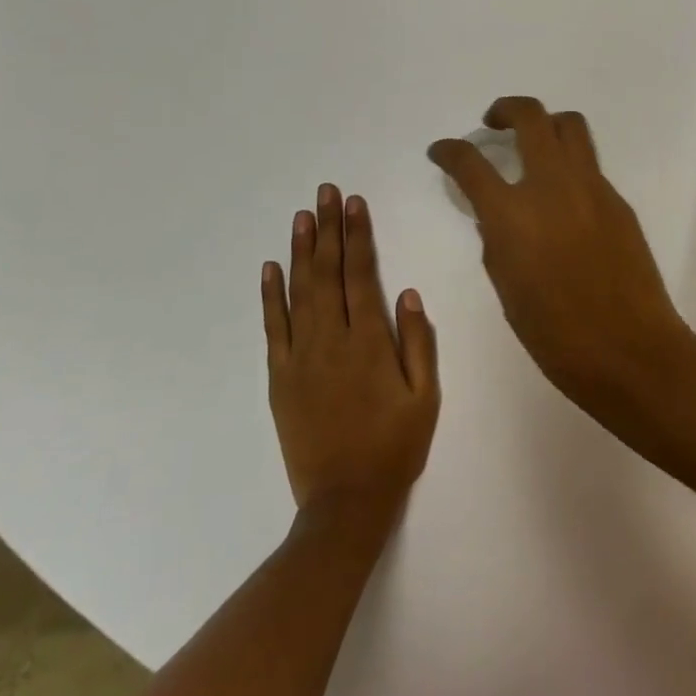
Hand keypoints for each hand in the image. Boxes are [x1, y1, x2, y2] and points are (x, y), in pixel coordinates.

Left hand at [262, 185, 438, 531]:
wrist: (344, 503)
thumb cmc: (394, 447)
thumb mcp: (425, 397)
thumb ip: (419, 342)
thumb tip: (409, 293)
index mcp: (369, 342)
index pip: (361, 274)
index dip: (357, 235)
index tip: (354, 203)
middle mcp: (331, 340)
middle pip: (328, 272)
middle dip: (328, 229)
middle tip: (325, 192)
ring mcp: (300, 357)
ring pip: (299, 292)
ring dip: (301, 251)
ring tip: (301, 216)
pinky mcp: (280, 377)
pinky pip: (273, 328)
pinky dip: (270, 296)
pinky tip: (271, 268)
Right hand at [427, 97, 694, 409]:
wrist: (630, 349)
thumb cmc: (556, 334)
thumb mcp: (507, 287)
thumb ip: (497, 239)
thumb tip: (497, 215)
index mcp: (513, 214)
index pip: (470, 162)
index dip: (449, 150)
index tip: (441, 150)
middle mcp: (552, 185)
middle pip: (530, 116)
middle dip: (505, 109)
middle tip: (493, 123)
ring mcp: (591, 187)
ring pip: (569, 126)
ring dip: (545, 124)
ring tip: (533, 144)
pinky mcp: (617, 200)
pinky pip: (589, 164)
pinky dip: (569, 165)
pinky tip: (563, 197)